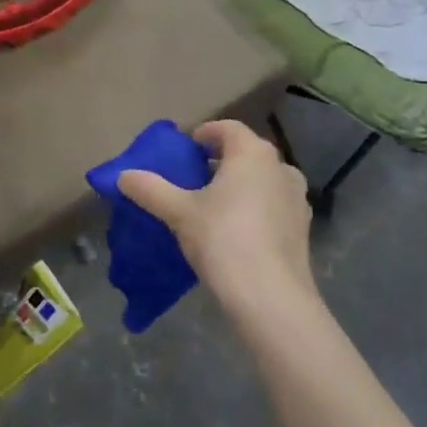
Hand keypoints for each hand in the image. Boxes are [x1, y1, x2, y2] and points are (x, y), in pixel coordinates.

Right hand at [117, 119, 313, 319]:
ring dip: (240, 185)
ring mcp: (297, 199)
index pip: (227, 128)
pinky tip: (235, 231)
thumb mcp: (179, 212)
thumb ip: (151, 189)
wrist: (271, 298)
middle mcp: (280, 168)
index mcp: (252, 153)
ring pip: (263, 180)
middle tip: (193, 178)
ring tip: (213, 205)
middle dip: (220, 161)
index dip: (204, 133)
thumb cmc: (223, 239)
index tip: (185, 149)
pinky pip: (273, 206)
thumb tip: (123, 176)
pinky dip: (255, 208)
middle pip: (246, 153)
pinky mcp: (302, 230)